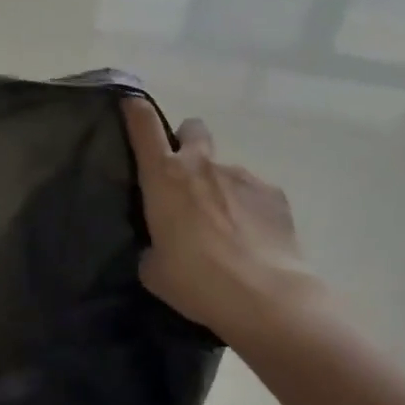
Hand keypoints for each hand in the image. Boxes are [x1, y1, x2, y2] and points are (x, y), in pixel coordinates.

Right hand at [121, 97, 315, 341]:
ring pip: (225, 169)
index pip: (143, 123)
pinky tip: (253, 241)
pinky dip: (250, 210)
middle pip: (192, 128)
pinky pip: (255, 194)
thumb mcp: (154, 269)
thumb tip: (161, 246)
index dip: (134, 108)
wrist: (266, 299)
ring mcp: (241, 175)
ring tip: (227, 231)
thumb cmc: (195, 280)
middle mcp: (201, 165)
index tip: (130, 104)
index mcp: (164, 176)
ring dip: (221, 189)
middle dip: (188, 142)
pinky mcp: (274, 194)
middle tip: (186, 176)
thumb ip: (153, 246)